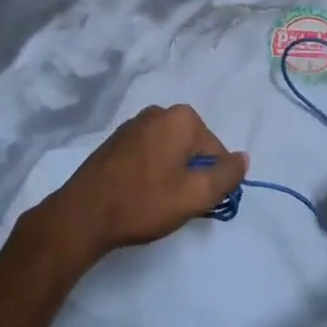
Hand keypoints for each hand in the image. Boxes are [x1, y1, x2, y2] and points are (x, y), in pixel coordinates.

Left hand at [38, 103, 247, 265]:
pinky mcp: (116, 140)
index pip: (216, 151)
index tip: (194, 202)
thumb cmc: (144, 202)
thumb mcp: (195, 196)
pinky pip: (148, 153)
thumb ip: (227, 176)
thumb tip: (243, 158)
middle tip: (176, 204)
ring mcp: (134, 124)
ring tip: (155, 202)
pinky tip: (138, 194)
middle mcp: (159, 112)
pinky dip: (150, 171)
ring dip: (170, 173)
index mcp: (181, 118)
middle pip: (192, 147)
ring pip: (170, 150)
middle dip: (191, 174)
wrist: (83, 215)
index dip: (211, 180)